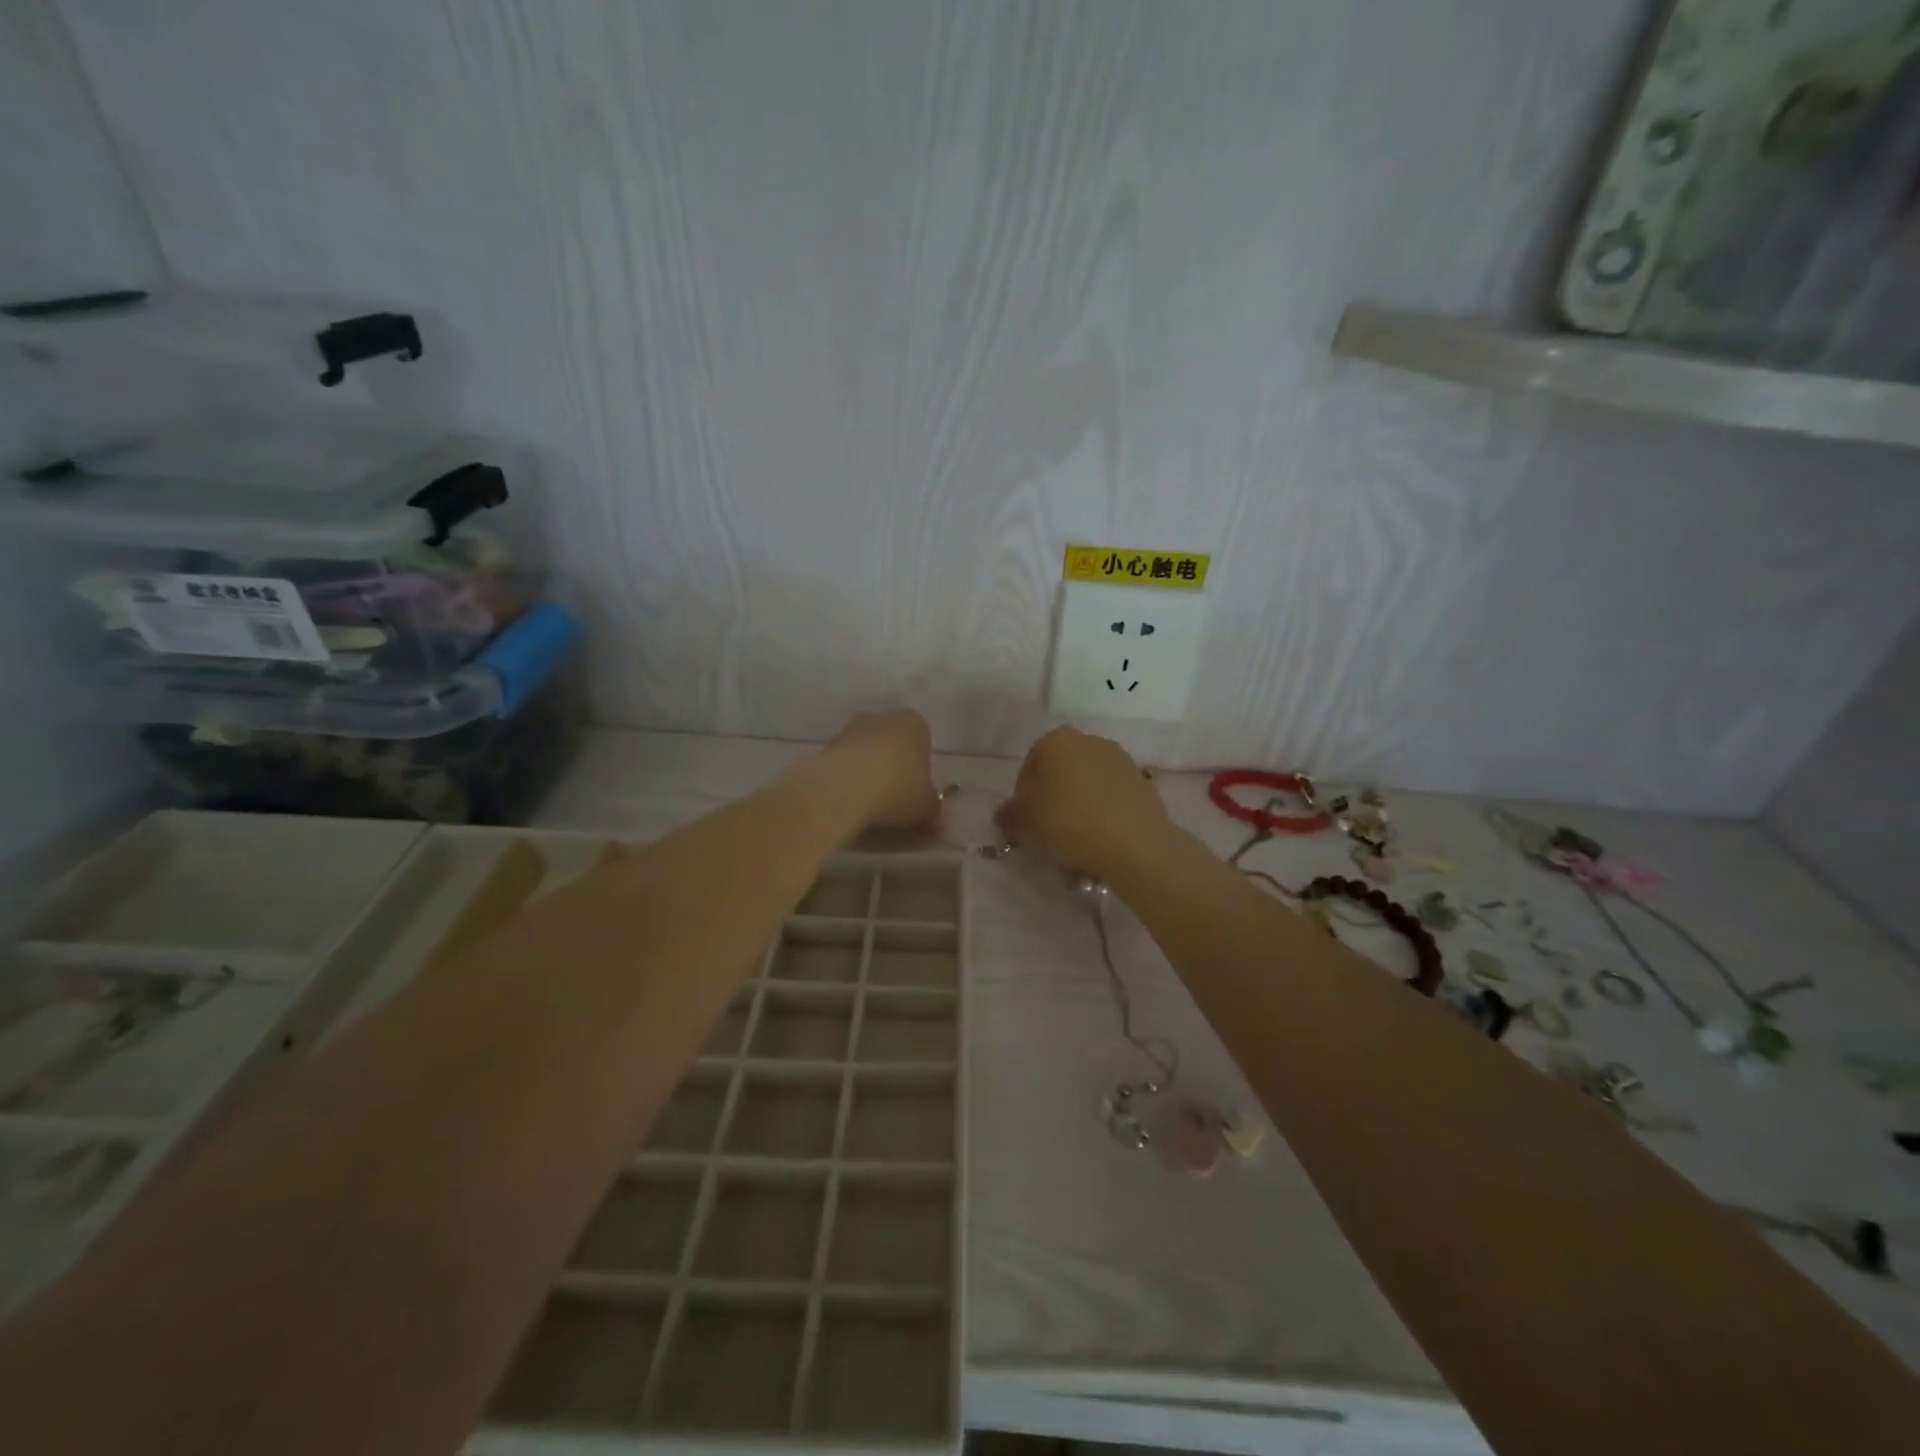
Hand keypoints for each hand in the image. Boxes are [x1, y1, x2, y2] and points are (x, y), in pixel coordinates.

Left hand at [827, 709, 940, 830]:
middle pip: (891, 743)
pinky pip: (842, 762)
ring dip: (866, 771)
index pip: (923, 743)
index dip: (920, 770)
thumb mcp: (927, 808)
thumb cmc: (898, 790)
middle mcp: (883, 717)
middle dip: (892, 765)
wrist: (843, 788)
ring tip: (867, 803)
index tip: (915, 794)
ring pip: (864, 751)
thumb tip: (936, 819)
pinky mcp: (825, 744)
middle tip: (892, 799)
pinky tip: (847, 800)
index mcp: (915, 723)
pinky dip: (845, 777)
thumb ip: (933, 810)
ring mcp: (850, 727)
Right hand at [995, 726, 1167, 876]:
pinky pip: (1112, 797)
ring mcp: (1120, 760)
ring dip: (1079, 805)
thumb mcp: (1024, 824)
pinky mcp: (1143, 783)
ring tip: (1076, 838)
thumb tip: (1005, 815)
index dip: (1022, 795)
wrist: (1133, 843)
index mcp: (1057, 741)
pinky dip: (1104, 813)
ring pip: (1088, 784)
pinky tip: (1100, 839)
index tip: (1024, 820)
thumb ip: (1008, 816)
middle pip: (1061, 771)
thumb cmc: (1067, 822)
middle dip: (1053, 796)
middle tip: (1047, 829)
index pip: (1030, 764)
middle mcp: (1090, 741)